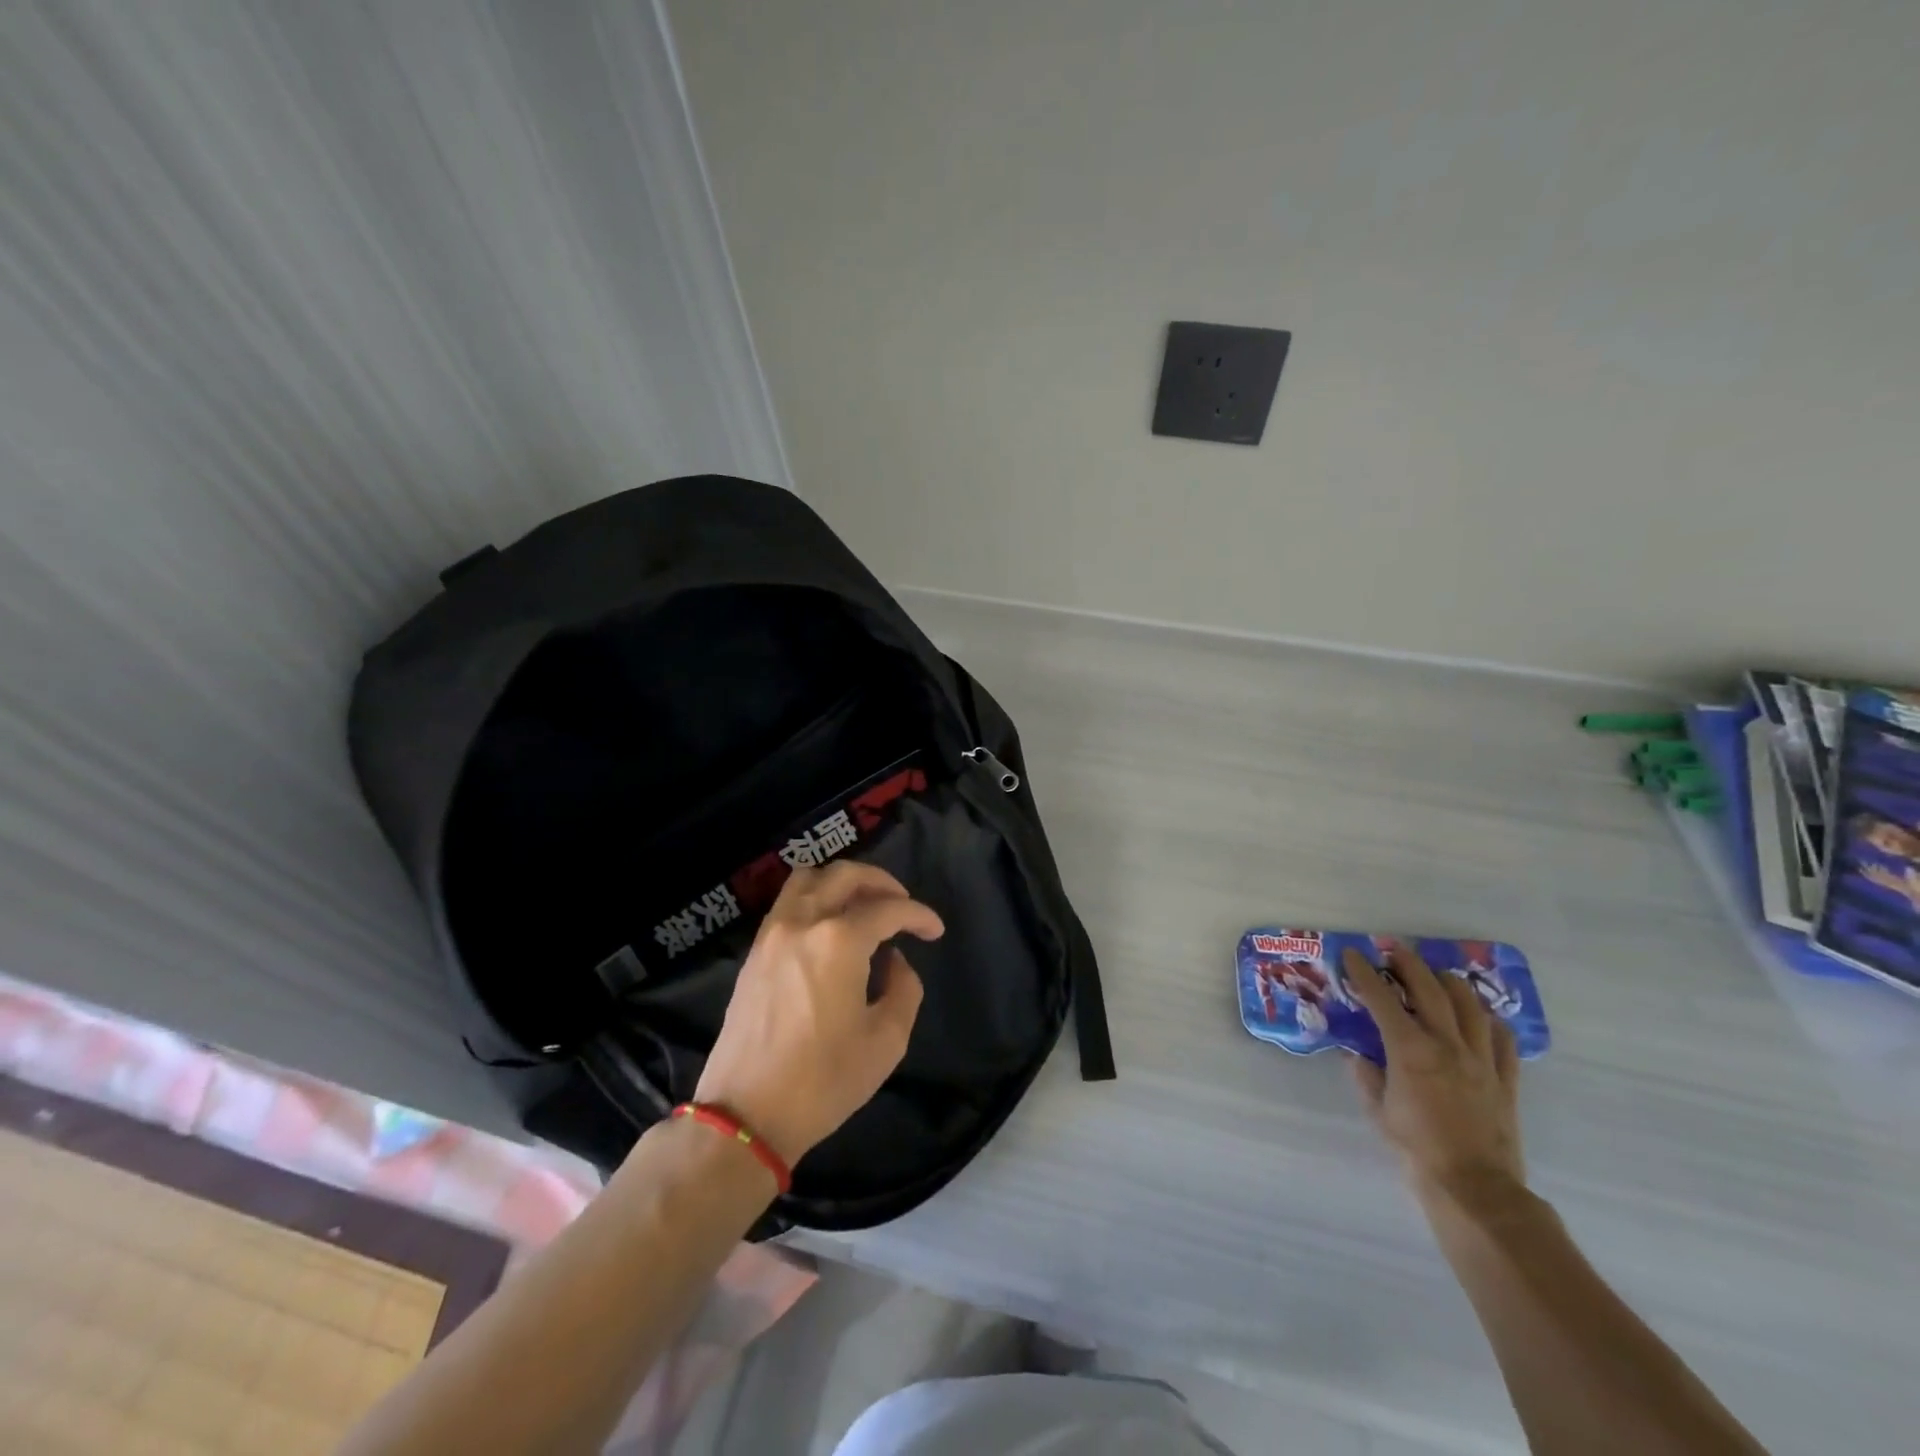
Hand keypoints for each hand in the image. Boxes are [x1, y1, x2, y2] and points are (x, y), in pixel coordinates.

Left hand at [694, 861, 943, 1167]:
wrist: (746, 1114)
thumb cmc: (823, 1081)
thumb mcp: (886, 1041)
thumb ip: (904, 989)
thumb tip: (895, 961)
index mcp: (839, 941)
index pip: (889, 909)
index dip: (918, 915)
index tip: (935, 931)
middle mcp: (803, 923)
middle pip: (845, 875)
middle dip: (882, 883)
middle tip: (903, 906)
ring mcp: (772, 934)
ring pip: (809, 879)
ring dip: (842, 883)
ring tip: (864, 907)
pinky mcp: (754, 952)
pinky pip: (788, 903)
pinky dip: (815, 899)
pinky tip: (830, 927)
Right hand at [1340, 942, 1524, 1210]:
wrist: (1475, 1189)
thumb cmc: (1416, 1149)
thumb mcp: (1378, 1110)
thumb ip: (1366, 1076)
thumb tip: (1358, 1056)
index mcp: (1409, 1049)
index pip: (1382, 998)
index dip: (1364, 973)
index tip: (1352, 955)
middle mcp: (1446, 1044)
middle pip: (1429, 988)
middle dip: (1408, 963)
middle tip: (1393, 952)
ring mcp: (1481, 1059)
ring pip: (1469, 1004)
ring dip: (1450, 983)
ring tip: (1437, 976)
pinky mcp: (1505, 1078)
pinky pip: (1502, 1039)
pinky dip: (1488, 1020)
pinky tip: (1479, 1018)